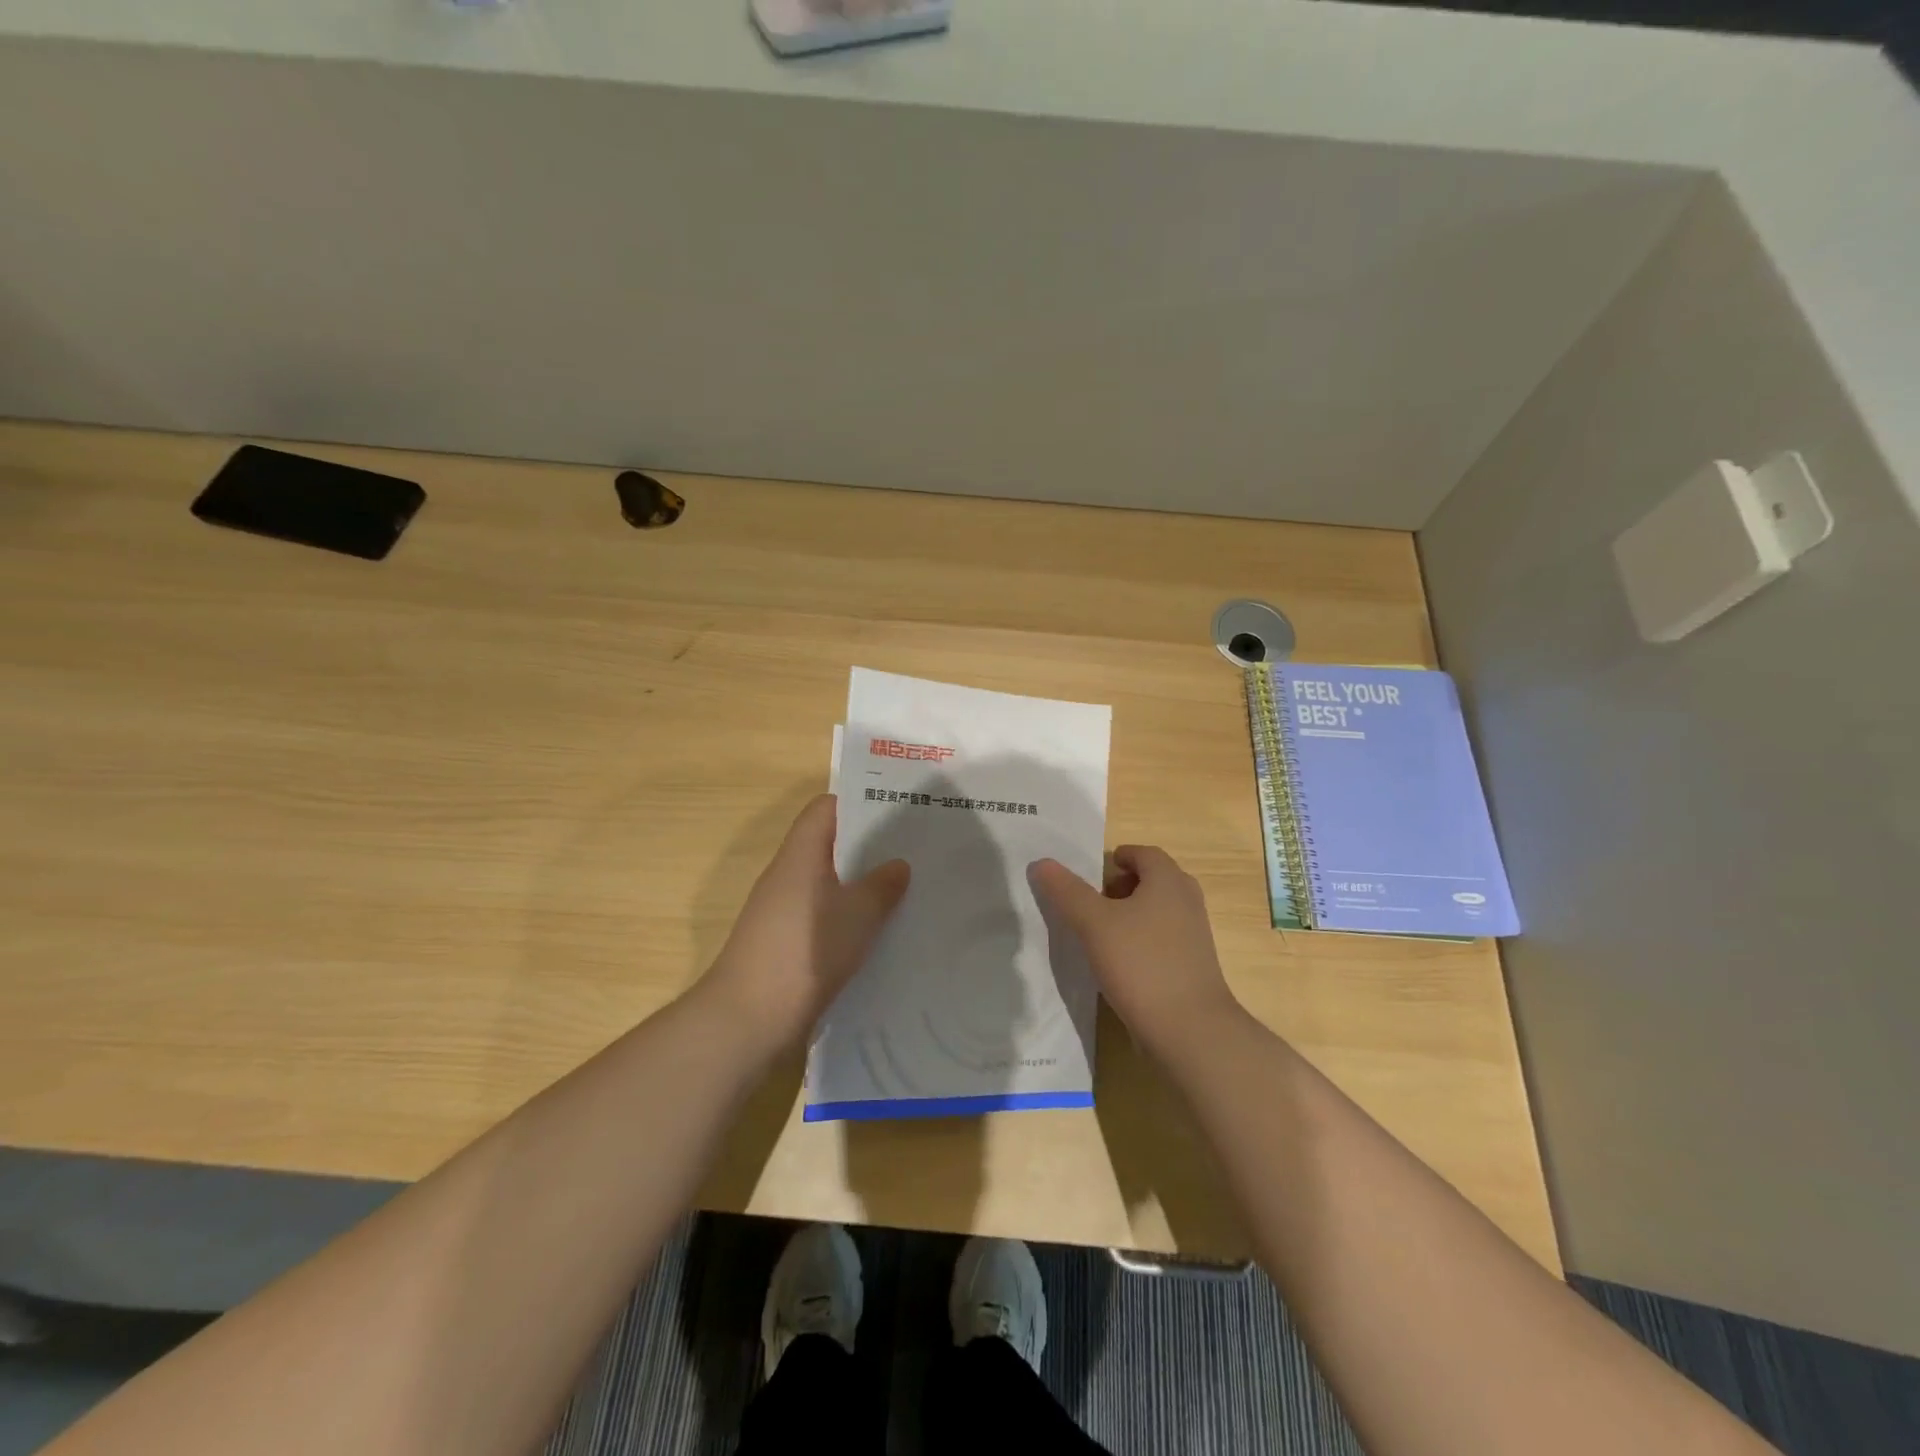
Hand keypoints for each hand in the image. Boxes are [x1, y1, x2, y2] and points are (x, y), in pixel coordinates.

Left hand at [698, 795, 909, 1051]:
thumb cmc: (806, 951)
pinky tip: (876, 933)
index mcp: (800, 854)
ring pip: (826, 883)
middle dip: (867, 847)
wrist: (748, 1018)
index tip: (895, 811)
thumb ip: (882, 886)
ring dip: (859, 885)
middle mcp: (786, 875)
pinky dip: (846, 916)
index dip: (858, 803)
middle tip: (911, 851)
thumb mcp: (858, 915)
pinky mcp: (782, 943)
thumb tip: (898, 864)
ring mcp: (780, 911)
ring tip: (903, 890)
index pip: (825, 809)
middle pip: (828, 845)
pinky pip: (820, 915)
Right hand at [1031, 845, 1242, 1055]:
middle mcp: (1187, 901)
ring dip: (1131, 914)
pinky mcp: (1194, 965)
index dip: (1117, 858)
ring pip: (1159, 910)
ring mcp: (1195, 935)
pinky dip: (1142, 940)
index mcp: (1168, 881)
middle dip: (1122, 886)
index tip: (1091, 876)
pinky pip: (1164, 938)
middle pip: (1153, 880)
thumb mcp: (1093, 924)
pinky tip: (1120, 964)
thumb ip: (1067, 891)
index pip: (1144, 853)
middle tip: (1093, 903)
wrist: (1190, 1029)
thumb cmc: (1140, 964)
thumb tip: (1042, 863)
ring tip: (1101, 934)